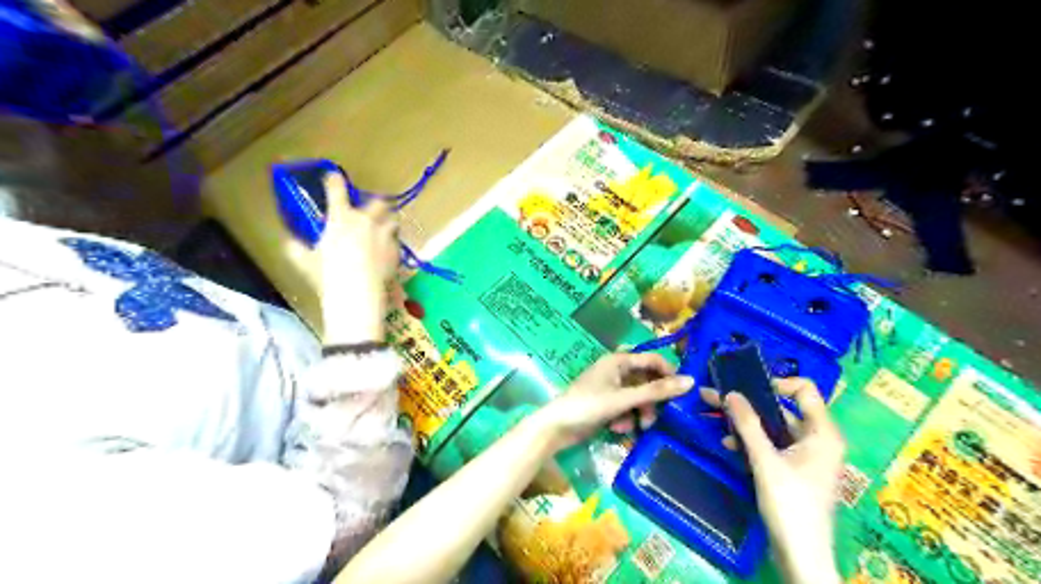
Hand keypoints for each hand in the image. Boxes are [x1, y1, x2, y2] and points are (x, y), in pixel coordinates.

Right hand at [292, 172, 400, 345]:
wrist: (357, 291)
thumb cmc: (327, 274)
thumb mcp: (305, 261)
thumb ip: (296, 249)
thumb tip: (288, 243)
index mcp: (341, 218)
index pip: (336, 189)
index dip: (334, 180)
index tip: (333, 176)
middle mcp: (365, 221)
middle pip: (378, 202)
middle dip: (376, 203)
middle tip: (373, 208)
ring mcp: (384, 235)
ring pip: (393, 221)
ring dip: (388, 222)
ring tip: (385, 229)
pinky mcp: (395, 251)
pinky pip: (396, 243)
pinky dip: (392, 244)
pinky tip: (387, 252)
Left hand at [537, 352, 688, 451]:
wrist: (557, 427)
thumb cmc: (589, 406)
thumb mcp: (625, 399)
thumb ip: (656, 391)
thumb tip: (691, 381)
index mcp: (618, 361)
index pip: (652, 360)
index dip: (669, 373)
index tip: (684, 392)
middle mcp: (615, 370)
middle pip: (646, 381)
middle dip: (652, 400)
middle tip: (659, 416)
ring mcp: (609, 388)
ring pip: (637, 397)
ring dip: (640, 412)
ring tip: (639, 427)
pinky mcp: (605, 404)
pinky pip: (625, 408)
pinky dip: (626, 418)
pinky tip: (618, 428)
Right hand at [698, 378, 844, 583]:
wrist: (801, 555)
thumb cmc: (790, 504)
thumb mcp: (765, 461)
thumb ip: (747, 425)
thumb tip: (730, 392)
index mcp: (822, 433)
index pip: (805, 390)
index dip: (776, 383)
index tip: (747, 389)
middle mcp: (818, 439)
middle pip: (783, 409)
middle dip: (748, 403)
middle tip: (715, 397)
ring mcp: (806, 456)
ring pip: (773, 428)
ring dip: (746, 424)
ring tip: (715, 419)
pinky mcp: (794, 470)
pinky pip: (772, 445)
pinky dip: (752, 442)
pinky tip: (728, 445)